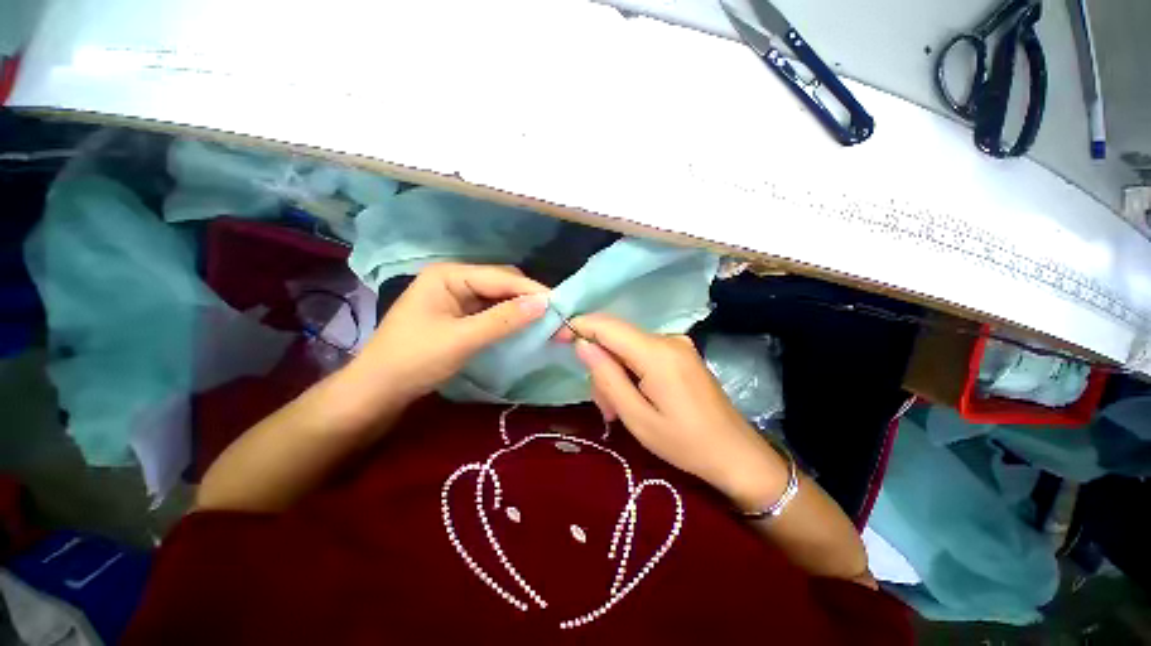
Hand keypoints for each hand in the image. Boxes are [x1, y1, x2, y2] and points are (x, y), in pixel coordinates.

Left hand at [354, 263, 548, 402]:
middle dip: (527, 297)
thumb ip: (504, 319)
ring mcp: (455, 297)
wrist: (378, 390)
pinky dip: (507, 317)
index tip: (560, 304)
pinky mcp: (458, 314)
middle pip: (500, 282)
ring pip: (497, 297)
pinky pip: (490, 310)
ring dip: (519, 307)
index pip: (500, 277)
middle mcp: (454, 279)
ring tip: (545, 320)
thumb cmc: (415, 359)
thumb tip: (544, 303)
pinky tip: (522, 325)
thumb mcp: (462, 339)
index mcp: (449, 275)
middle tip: (554, 314)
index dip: (531, 290)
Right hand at [563, 314, 787, 509]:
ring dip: (615, 373)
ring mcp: (677, 345)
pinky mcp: (680, 354)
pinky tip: (634, 399)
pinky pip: (643, 353)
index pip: (607, 325)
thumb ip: (607, 376)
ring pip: (628, 347)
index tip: (557, 338)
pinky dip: (630, 372)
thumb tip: (582, 344)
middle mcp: (667, 339)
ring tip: (619, 410)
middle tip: (604, 406)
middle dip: (600, 365)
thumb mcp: (637, 417)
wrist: (736, 454)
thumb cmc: (685, 443)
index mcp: (656, 353)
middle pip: (616, 338)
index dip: (579, 326)